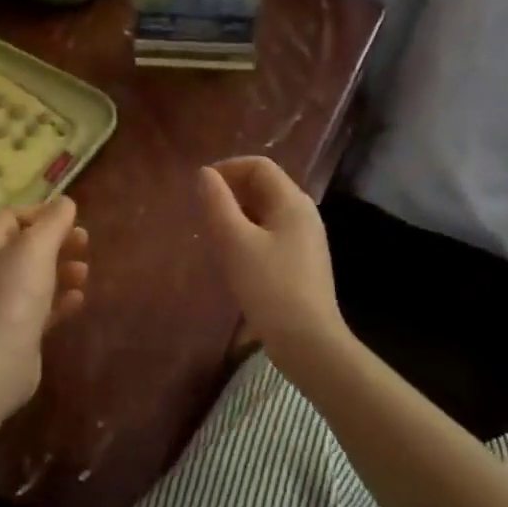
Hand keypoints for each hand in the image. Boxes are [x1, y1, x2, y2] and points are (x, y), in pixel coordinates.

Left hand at [0, 196, 89, 407]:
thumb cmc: (14, 294)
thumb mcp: (37, 247)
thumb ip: (54, 222)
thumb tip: (65, 202)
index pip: (12, 217)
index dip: (41, 213)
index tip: (70, 219)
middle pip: (26, 248)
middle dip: (57, 243)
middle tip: (85, 243)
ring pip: (35, 279)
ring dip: (62, 271)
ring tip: (84, 273)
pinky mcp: (14, 331)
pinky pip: (39, 308)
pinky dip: (59, 301)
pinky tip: (77, 300)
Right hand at [196, 157, 345, 363]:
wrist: (307, 340)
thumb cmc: (269, 286)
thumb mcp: (235, 242)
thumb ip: (218, 204)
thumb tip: (205, 175)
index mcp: (292, 202)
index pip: (259, 166)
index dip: (227, 168)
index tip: (200, 187)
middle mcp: (304, 214)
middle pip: (265, 187)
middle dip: (231, 192)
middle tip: (203, 212)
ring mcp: (306, 239)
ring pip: (267, 213)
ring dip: (238, 215)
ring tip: (213, 234)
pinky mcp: (302, 263)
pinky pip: (272, 234)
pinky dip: (249, 235)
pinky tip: (234, 258)